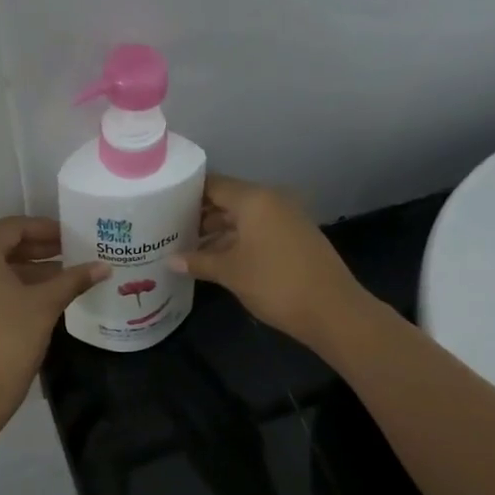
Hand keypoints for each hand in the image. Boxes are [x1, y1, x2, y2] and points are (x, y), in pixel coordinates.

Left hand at [0, 216, 107, 435]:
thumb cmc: (8, 343)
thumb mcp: (45, 307)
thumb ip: (73, 280)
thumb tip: (104, 266)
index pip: (14, 227)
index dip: (47, 229)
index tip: (74, 237)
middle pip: (1, 244)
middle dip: (38, 249)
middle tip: (72, 254)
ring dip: (27, 269)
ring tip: (63, 276)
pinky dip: (9, 284)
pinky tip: (39, 295)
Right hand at [171, 175, 372, 348]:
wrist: (333, 310)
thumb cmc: (276, 284)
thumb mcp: (231, 273)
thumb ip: (198, 261)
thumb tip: (170, 260)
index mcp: (254, 199)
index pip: (212, 184)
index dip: (186, 193)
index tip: (161, 205)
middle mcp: (271, 200)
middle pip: (228, 199)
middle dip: (199, 214)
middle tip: (168, 229)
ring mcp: (286, 218)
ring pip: (243, 217)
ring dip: (217, 230)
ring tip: (186, 247)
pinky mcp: (295, 237)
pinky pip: (258, 230)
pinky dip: (237, 239)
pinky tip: (216, 258)